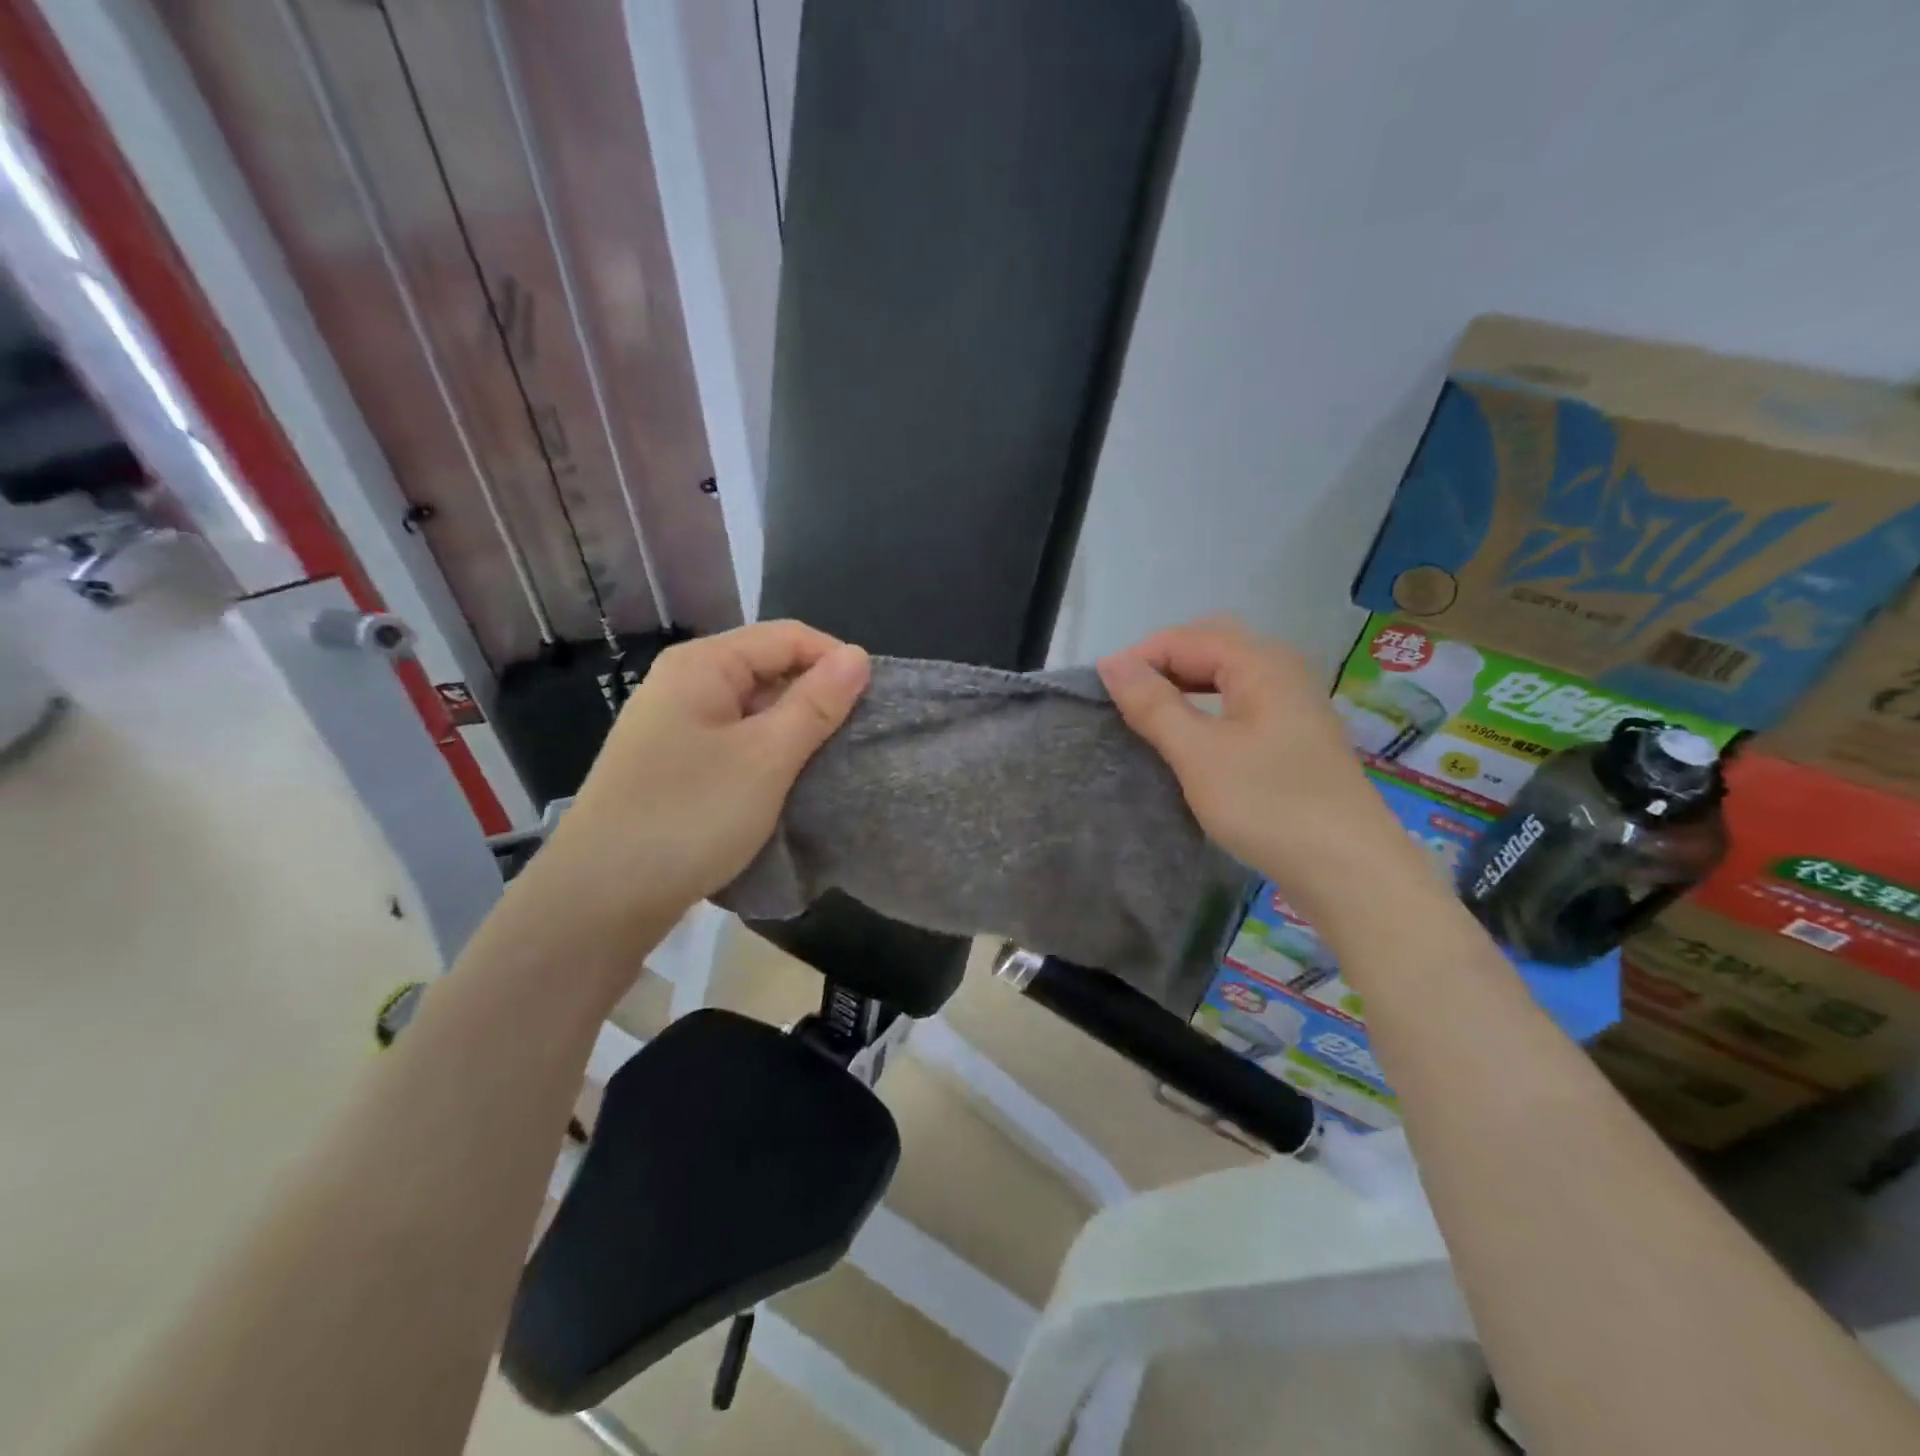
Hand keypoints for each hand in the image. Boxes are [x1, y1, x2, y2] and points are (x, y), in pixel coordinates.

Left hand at [526, 621, 870, 957]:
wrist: (600, 899)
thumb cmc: (689, 816)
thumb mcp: (766, 758)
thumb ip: (815, 704)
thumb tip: (858, 656)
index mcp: (702, 665)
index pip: (786, 637)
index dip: (835, 660)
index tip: (874, 702)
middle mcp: (684, 683)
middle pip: (767, 668)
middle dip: (816, 695)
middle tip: (856, 738)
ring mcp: (674, 726)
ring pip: (752, 709)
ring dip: (793, 729)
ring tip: (830, 762)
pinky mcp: (673, 764)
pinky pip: (734, 741)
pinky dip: (767, 754)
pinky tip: (787, 782)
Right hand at [1097, 617, 1415, 906]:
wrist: (1349, 870)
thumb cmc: (1268, 804)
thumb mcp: (1198, 754)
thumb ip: (1153, 704)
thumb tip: (1111, 662)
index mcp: (1261, 663)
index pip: (1186, 639)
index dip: (1139, 658)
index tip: (1099, 692)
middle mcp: (1282, 669)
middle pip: (1210, 647)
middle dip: (1162, 665)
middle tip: (1123, 699)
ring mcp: (1294, 702)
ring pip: (1227, 675)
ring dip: (1184, 686)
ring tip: (1148, 714)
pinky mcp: (1296, 735)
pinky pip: (1241, 701)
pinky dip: (1207, 708)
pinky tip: (1192, 735)